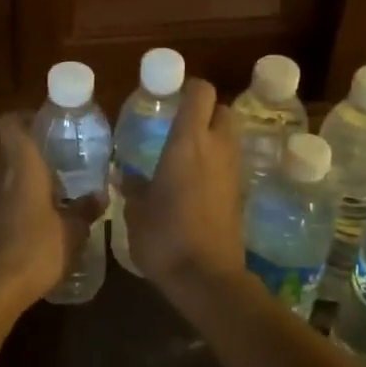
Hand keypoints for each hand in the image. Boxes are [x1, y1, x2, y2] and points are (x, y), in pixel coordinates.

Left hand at [0, 111, 100, 312]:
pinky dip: (20, 191)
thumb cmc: (35, 250)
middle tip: (60, 149)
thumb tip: (101, 195)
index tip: (50, 122)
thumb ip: (85, 209)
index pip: (9, 123)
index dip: (25, 116)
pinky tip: (44, 208)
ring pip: (5, 168)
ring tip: (57, 179)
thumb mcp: (72, 231)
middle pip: (6, 144)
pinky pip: (4, 192)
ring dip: (25, 168)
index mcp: (22, 167)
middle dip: (30, 142)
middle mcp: (1, 175)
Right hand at [125, 78, 245, 294]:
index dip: (189, 88)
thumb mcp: (136, 212)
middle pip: (222, 110)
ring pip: (230, 137)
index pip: (201, 93)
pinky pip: (231, 165)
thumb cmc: (165, 237)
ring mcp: (233, 172)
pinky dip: (218, 165)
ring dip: (214, 138)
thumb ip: (133, 187)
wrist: (207, 278)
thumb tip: (125, 174)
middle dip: (206, 112)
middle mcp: (216, 149)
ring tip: (187, 154)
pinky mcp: (240, 195)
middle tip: (181, 125)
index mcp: (188, 142)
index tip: (171, 96)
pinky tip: (196, 183)